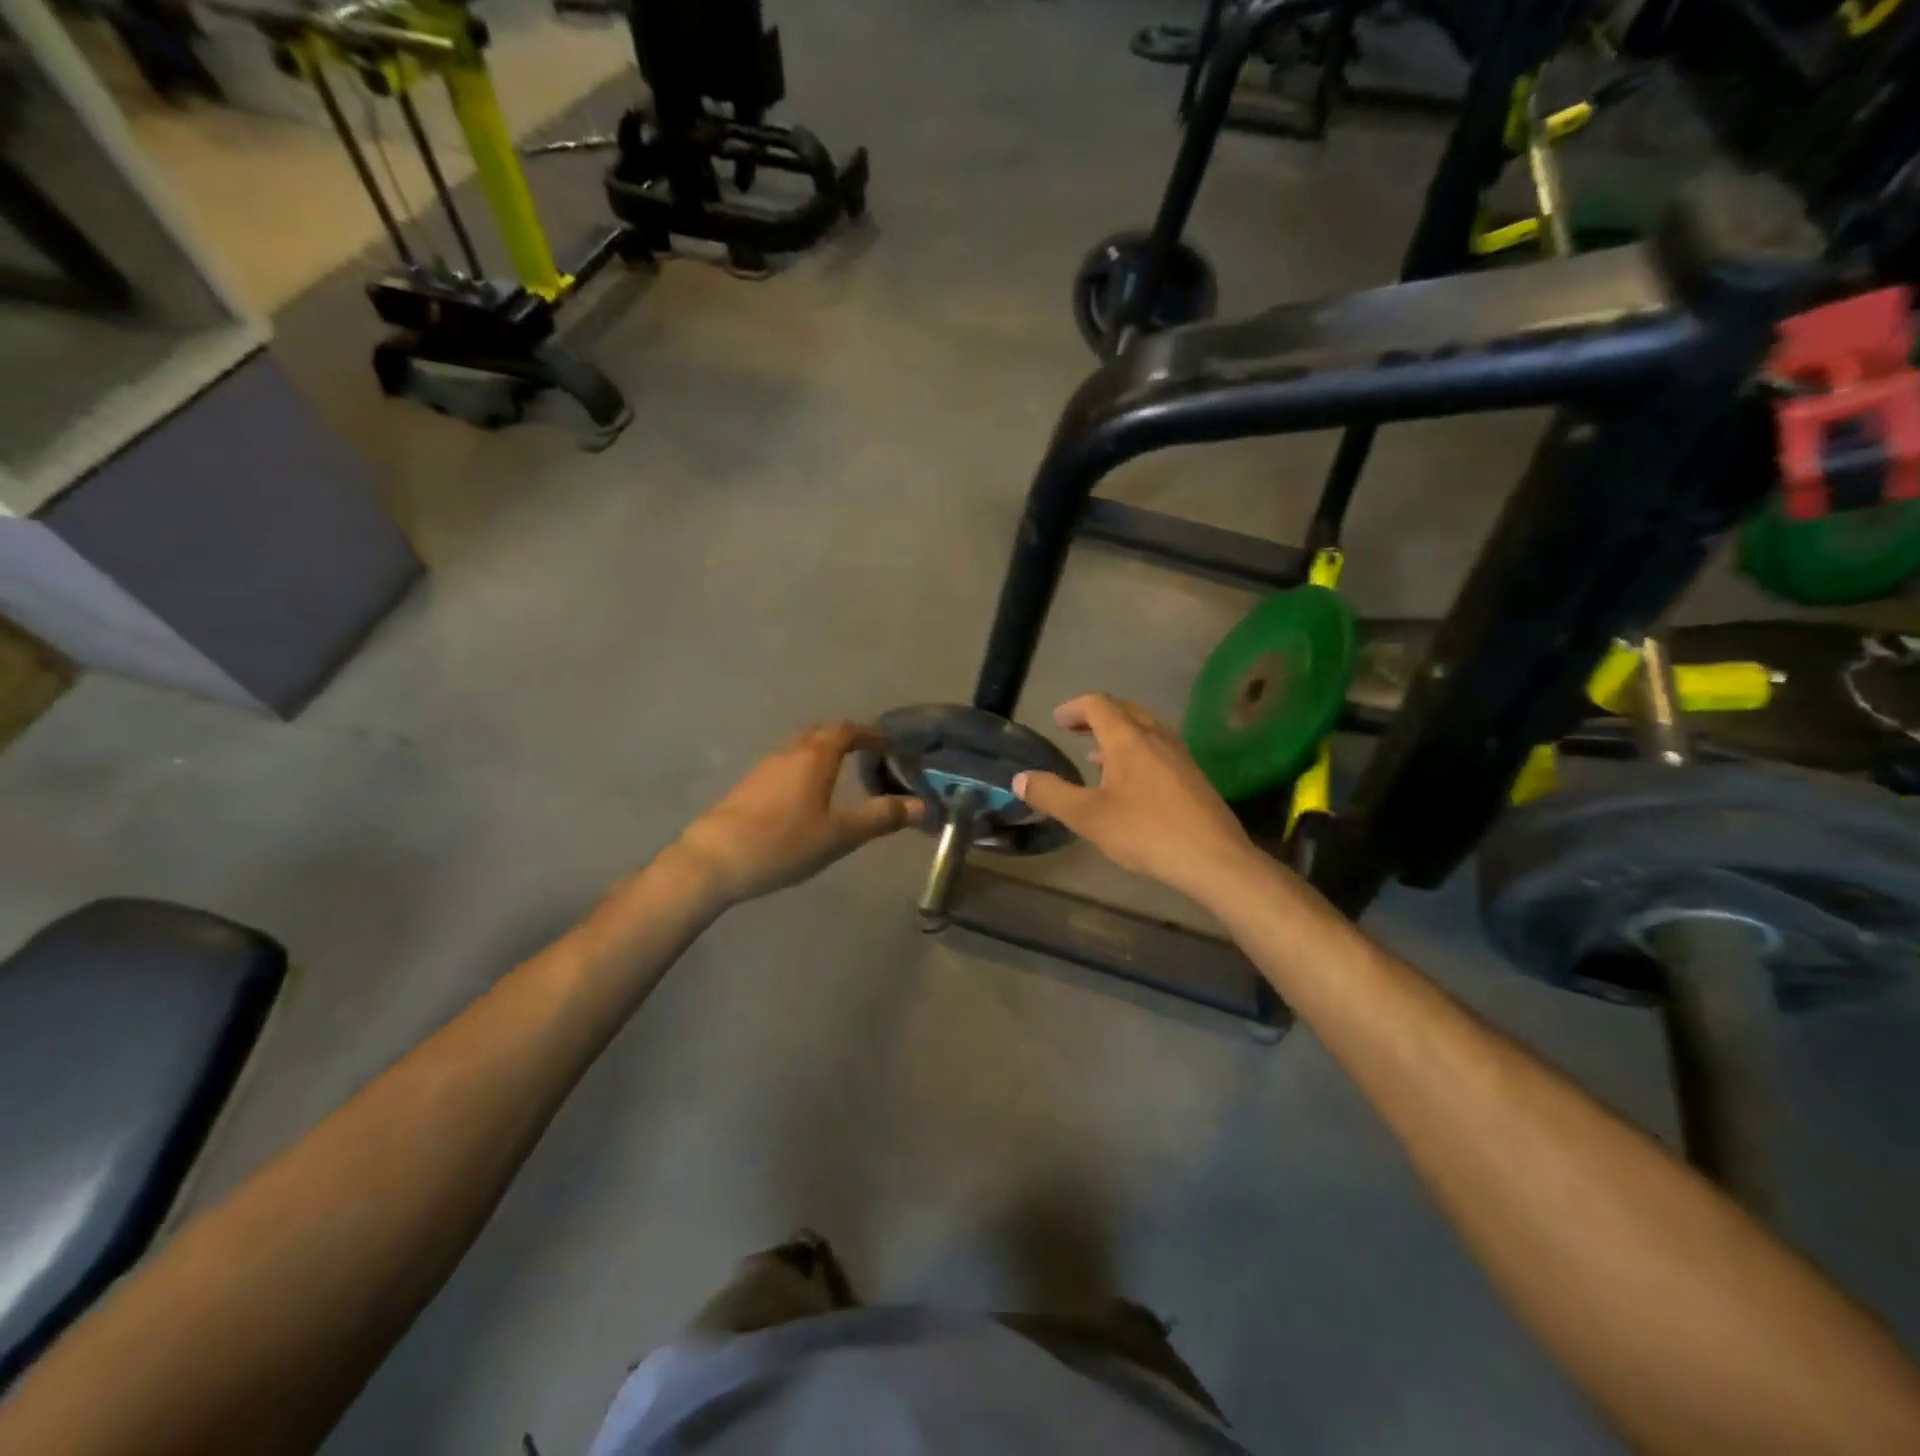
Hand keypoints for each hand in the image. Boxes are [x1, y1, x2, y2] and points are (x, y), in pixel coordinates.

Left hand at [675, 722, 923, 905]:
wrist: (714, 860)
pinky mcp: (748, 788)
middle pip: (820, 734)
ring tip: (840, 775)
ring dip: (822, 754)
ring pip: (799, 749)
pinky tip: (806, 797)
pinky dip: (804, 770)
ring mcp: (764, 769)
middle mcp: (789, 753)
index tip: (888, 743)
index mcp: (814, 757)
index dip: (869, 734)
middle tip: (866, 754)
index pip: (846, 731)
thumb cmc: (783, 843)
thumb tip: (923, 806)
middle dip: (845, 738)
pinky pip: (784, 766)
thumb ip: (881, 818)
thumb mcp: (840, 835)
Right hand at [1013, 694, 1257, 904]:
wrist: (1215, 859)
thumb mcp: (1088, 817)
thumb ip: (1051, 794)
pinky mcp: (1192, 776)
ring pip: (1144, 730)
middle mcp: (1156, 737)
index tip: (1056, 721)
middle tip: (1073, 730)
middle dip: (1095, 716)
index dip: (1074, 708)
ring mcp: (1179, 755)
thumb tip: (1019, 778)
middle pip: (1124, 710)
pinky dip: (1134, 752)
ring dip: (1116, 734)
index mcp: (1128, 739)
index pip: (1098, 705)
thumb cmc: (1147, 832)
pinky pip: (1157, 749)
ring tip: (1093, 755)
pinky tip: (1128, 783)